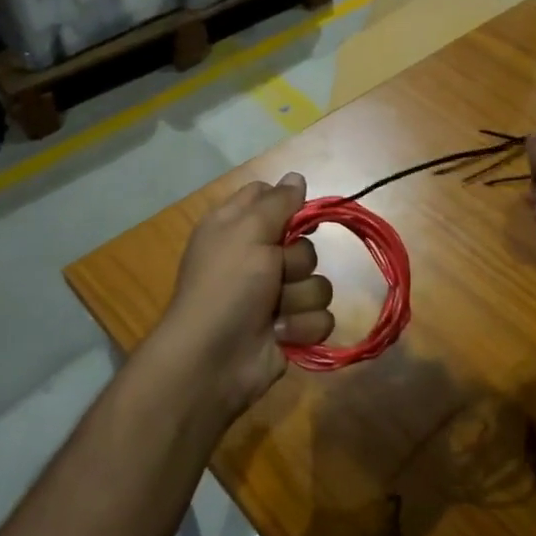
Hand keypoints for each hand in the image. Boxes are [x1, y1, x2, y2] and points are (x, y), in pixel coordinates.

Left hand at [146, 173, 334, 420]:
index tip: (295, 217)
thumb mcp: (247, 232)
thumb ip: (277, 202)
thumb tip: (296, 176)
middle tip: (273, 274)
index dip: (287, 206)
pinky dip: (302, 326)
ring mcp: (275, 296)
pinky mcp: (291, 328)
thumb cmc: (226, 286)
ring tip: (273, 312)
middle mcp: (256, 258)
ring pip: (318, 283)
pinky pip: (321, 317)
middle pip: (304, 244)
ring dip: (298, 299)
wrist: (214, 359)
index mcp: (237, 228)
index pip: (271, 199)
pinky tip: (280, 335)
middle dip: (295, 263)